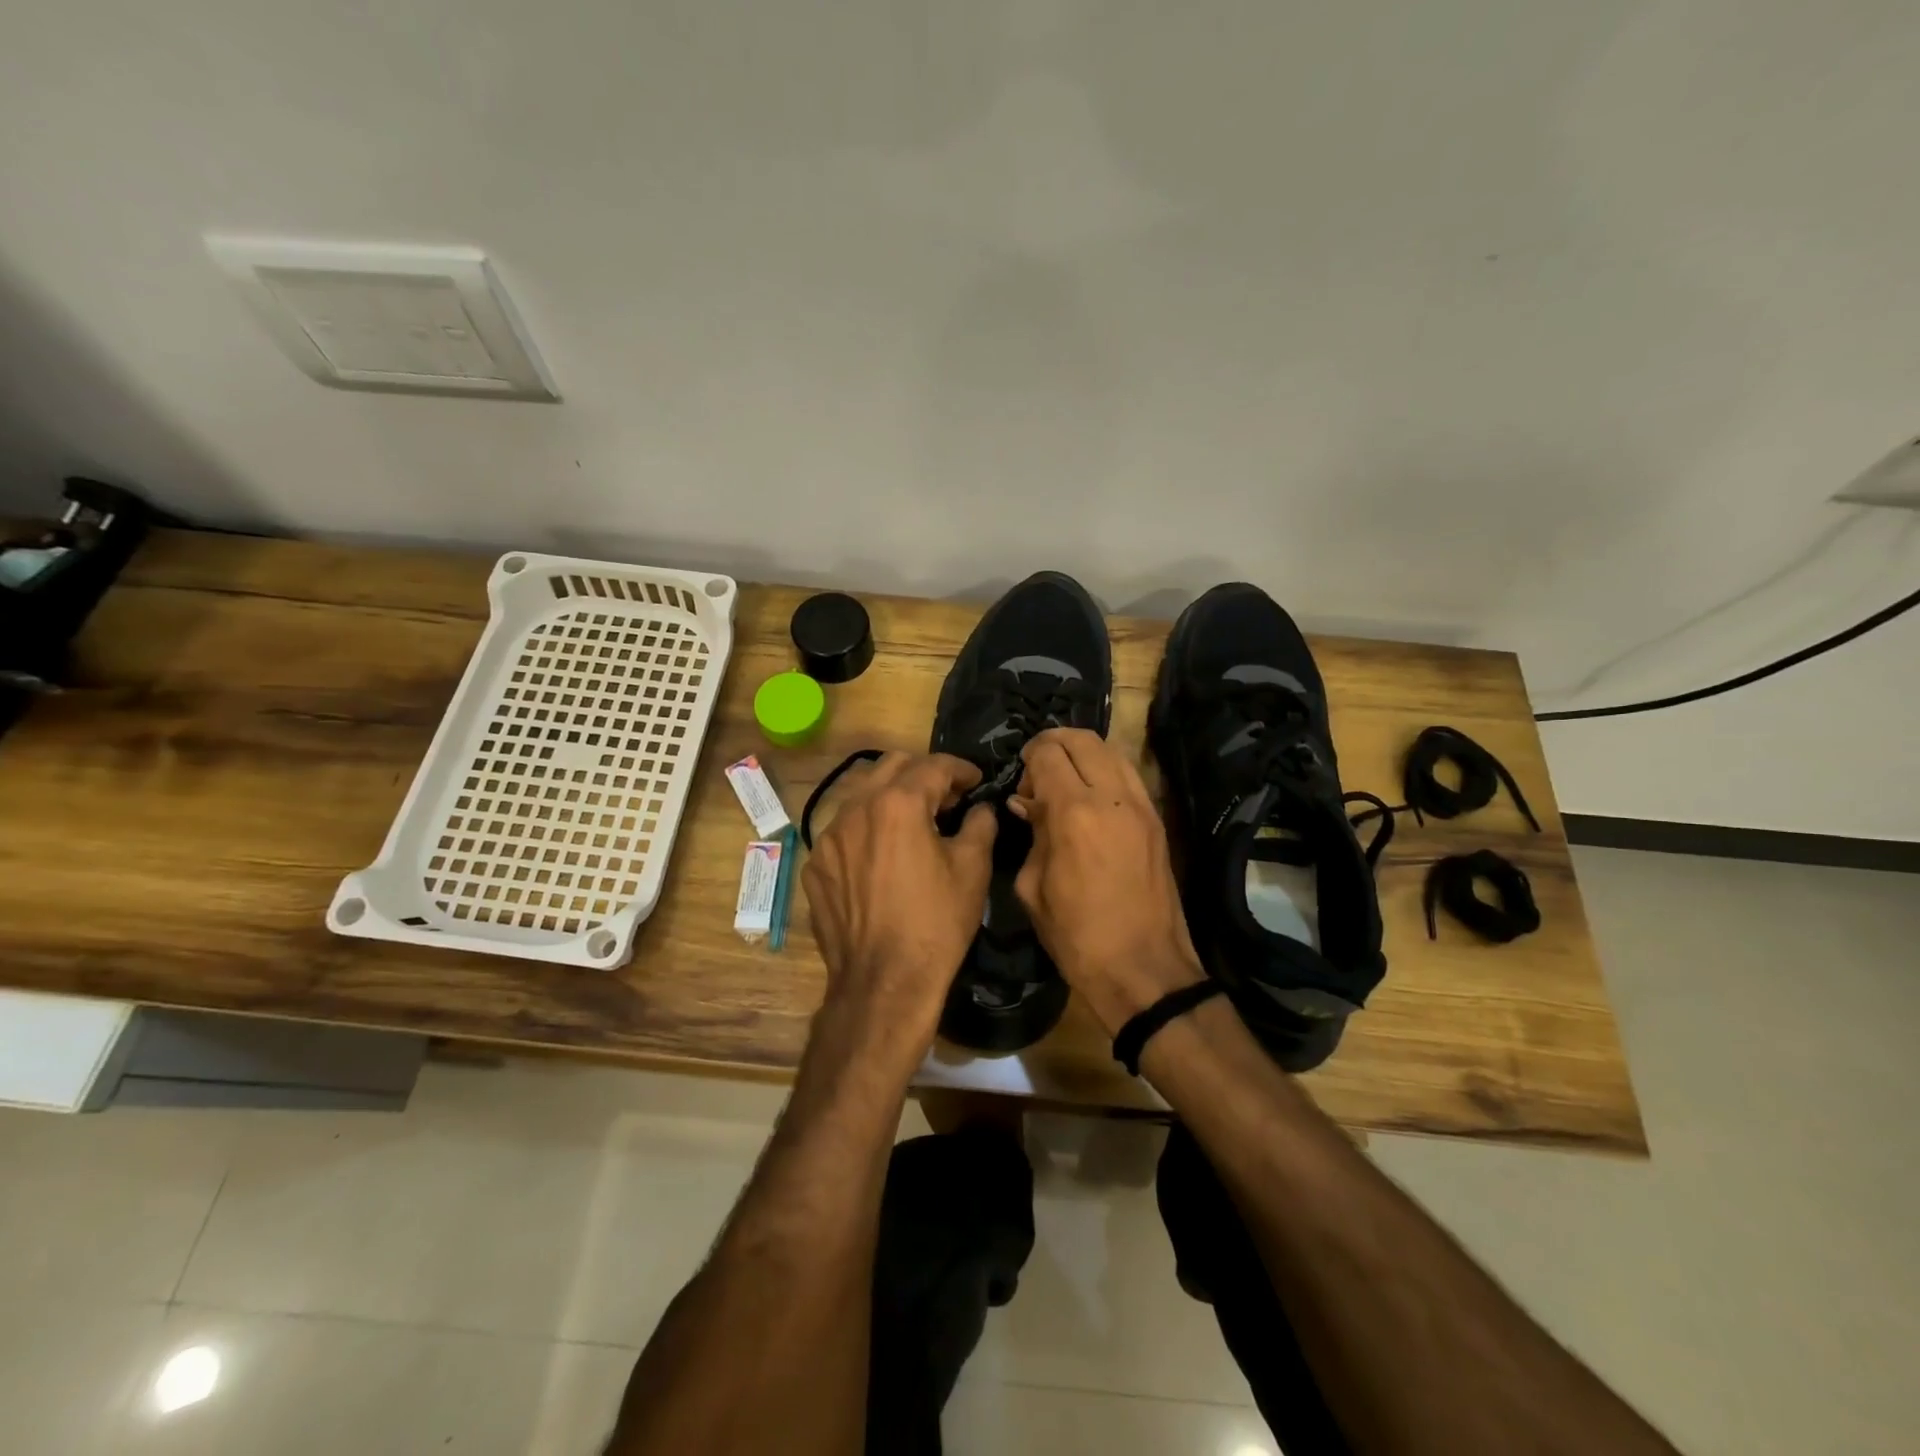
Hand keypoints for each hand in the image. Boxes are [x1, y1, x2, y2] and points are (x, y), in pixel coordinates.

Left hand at [801, 752, 996, 1060]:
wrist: (883, 983)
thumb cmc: (935, 923)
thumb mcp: (972, 869)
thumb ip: (980, 824)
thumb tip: (979, 808)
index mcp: (898, 803)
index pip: (933, 765)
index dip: (961, 768)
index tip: (976, 780)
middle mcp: (856, 809)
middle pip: (892, 767)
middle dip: (923, 774)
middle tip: (947, 798)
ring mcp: (829, 837)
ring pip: (862, 795)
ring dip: (891, 798)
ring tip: (914, 823)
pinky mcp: (816, 866)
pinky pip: (844, 831)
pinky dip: (868, 830)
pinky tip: (883, 857)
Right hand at [1009, 728, 1205, 1036]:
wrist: (1143, 968)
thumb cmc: (1076, 936)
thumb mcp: (1033, 887)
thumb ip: (1031, 834)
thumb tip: (1027, 804)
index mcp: (1073, 813)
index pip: (1048, 754)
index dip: (1029, 758)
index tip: (1021, 782)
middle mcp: (1111, 797)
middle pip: (1083, 739)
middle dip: (1054, 743)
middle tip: (1038, 769)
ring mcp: (1141, 806)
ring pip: (1111, 750)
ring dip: (1083, 754)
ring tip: (1065, 780)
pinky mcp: (1157, 820)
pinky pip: (1129, 774)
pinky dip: (1106, 771)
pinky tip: (1091, 798)